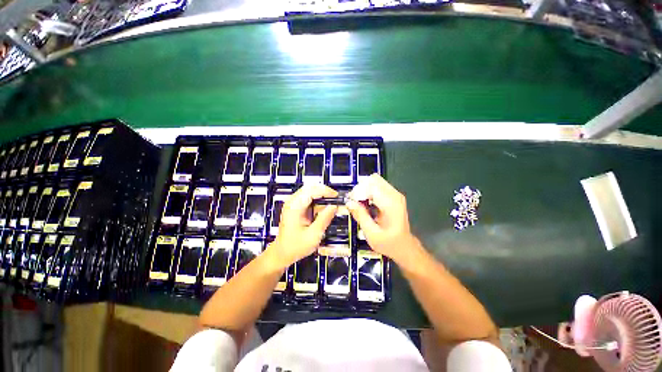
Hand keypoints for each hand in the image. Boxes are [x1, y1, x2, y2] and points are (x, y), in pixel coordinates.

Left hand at [269, 184, 337, 268]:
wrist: (282, 253)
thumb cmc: (296, 246)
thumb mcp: (313, 235)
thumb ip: (324, 219)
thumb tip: (334, 206)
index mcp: (295, 206)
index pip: (312, 190)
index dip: (326, 191)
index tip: (337, 197)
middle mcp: (292, 201)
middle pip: (311, 187)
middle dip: (324, 192)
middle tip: (335, 200)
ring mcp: (293, 203)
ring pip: (310, 191)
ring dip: (321, 195)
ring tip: (331, 203)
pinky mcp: (295, 207)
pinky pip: (308, 198)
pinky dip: (317, 200)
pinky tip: (323, 208)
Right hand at [346, 174, 418, 262]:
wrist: (404, 247)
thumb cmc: (388, 243)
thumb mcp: (371, 234)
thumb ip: (360, 216)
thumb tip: (349, 202)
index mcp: (391, 204)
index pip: (371, 186)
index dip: (359, 192)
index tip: (351, 202)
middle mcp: (395, 195)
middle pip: (374, 179)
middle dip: (361, 189)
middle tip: (355, 202)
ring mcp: (395, 194)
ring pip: (375, 181)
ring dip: (365, 190)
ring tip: (360, 204)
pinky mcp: (393, 196)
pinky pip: (378, 186)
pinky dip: (369, 192)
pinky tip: (367, 204)